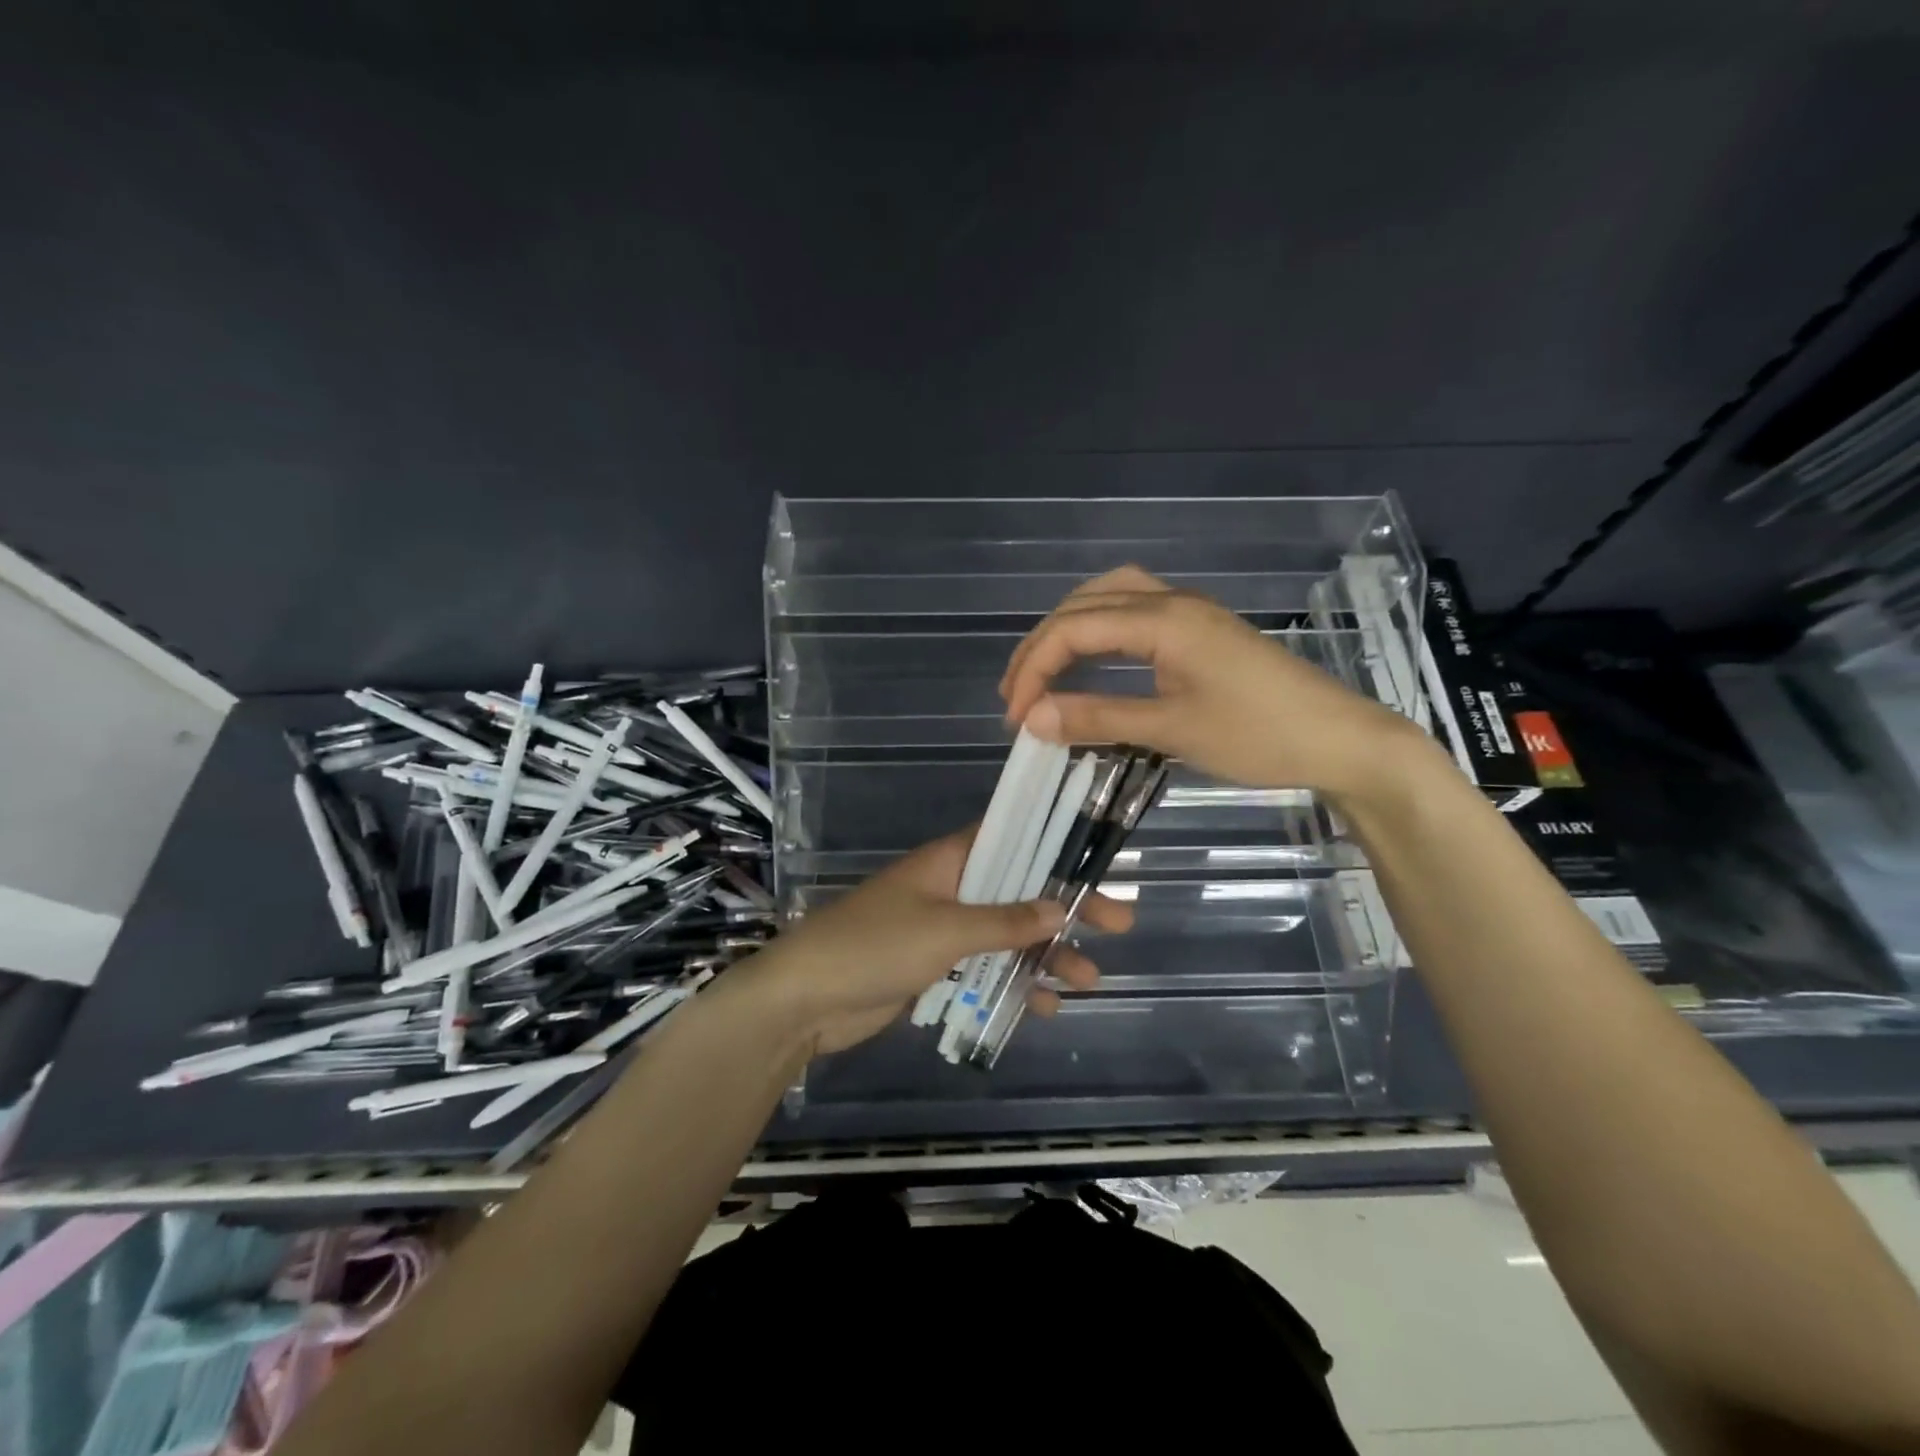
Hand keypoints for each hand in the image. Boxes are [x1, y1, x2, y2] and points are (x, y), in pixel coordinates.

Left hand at [746, 827, 1133, 1056]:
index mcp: (950, 860)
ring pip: (1006, 935)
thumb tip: (1061, 906)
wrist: (805, 999)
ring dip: (1045, 955)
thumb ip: (1004, 920)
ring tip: (1089, 980)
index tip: (1098, 859)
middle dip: (1065, 909)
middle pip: (1019, 891)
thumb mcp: (945, 929)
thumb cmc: (874, 945)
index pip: (1012, 838)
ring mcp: (941, 929)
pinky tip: (1044, 1005)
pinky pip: (984, 969)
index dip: (1055, 847)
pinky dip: (1012, 983)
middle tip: (1119, 923)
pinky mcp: (933, 968)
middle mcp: (950, 887)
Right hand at [999, 564, 1437, 806]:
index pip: (1073, 630)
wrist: (1340, 739)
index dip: (1034, 669)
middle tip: (1017, 692)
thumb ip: (1099, 717)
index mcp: (1162, 620)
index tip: (1014, 717)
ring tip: (1044, 670)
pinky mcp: (1201, 629)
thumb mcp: (1172, 730)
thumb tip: (1032, 718)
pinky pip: (1133, 612)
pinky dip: (1099, 631)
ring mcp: (1189, 612)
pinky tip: (1094, 658)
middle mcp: (1171, 602)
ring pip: (1109, 598)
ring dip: (1069, 629)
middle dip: (1042, 646)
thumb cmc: (1259, 735)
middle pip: (1085, 604)